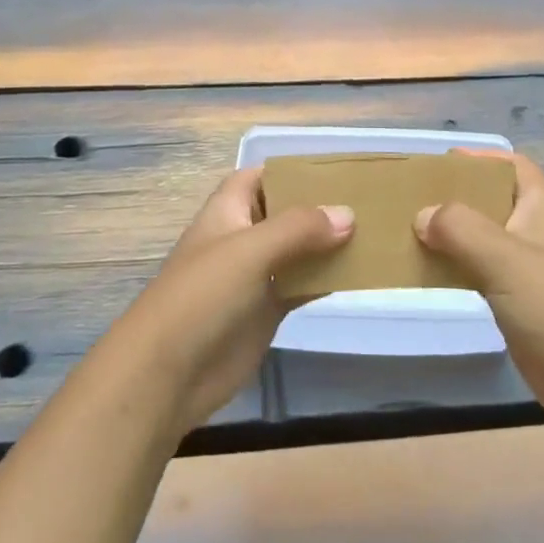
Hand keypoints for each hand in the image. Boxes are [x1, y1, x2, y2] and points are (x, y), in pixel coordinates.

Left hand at [97, 168, 353, 435]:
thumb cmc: (202, 295)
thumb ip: (299, 229)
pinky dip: (327, 279)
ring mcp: (256, 276)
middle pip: (285, 212)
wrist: (167, 374)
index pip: (261, 176)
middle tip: (369, 199)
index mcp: (229, 210)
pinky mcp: (267, 311)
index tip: (336, 168)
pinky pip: (303, 286)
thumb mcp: (250, 250)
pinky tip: (360, 273)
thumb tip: (348, 214)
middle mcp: (243, 237)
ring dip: (329, 243)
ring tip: (376, 231)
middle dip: (320, 206)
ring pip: (299, 250)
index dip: (292, 169)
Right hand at [415, 150, 543, 424]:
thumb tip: (422, 215)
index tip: (441, 163)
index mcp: (541, 208)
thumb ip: (461, 229)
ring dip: (452, 235)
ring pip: (483, 241)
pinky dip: (456, 269)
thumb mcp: (506, 257)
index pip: (513, 166)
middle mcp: (536, 233)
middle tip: (413, 199)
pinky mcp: (520, 307)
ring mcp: (529, 272)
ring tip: (410, 233)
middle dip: (457, 197)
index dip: (481, 158)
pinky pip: (481, 275)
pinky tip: (429, 274)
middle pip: (493, 201)